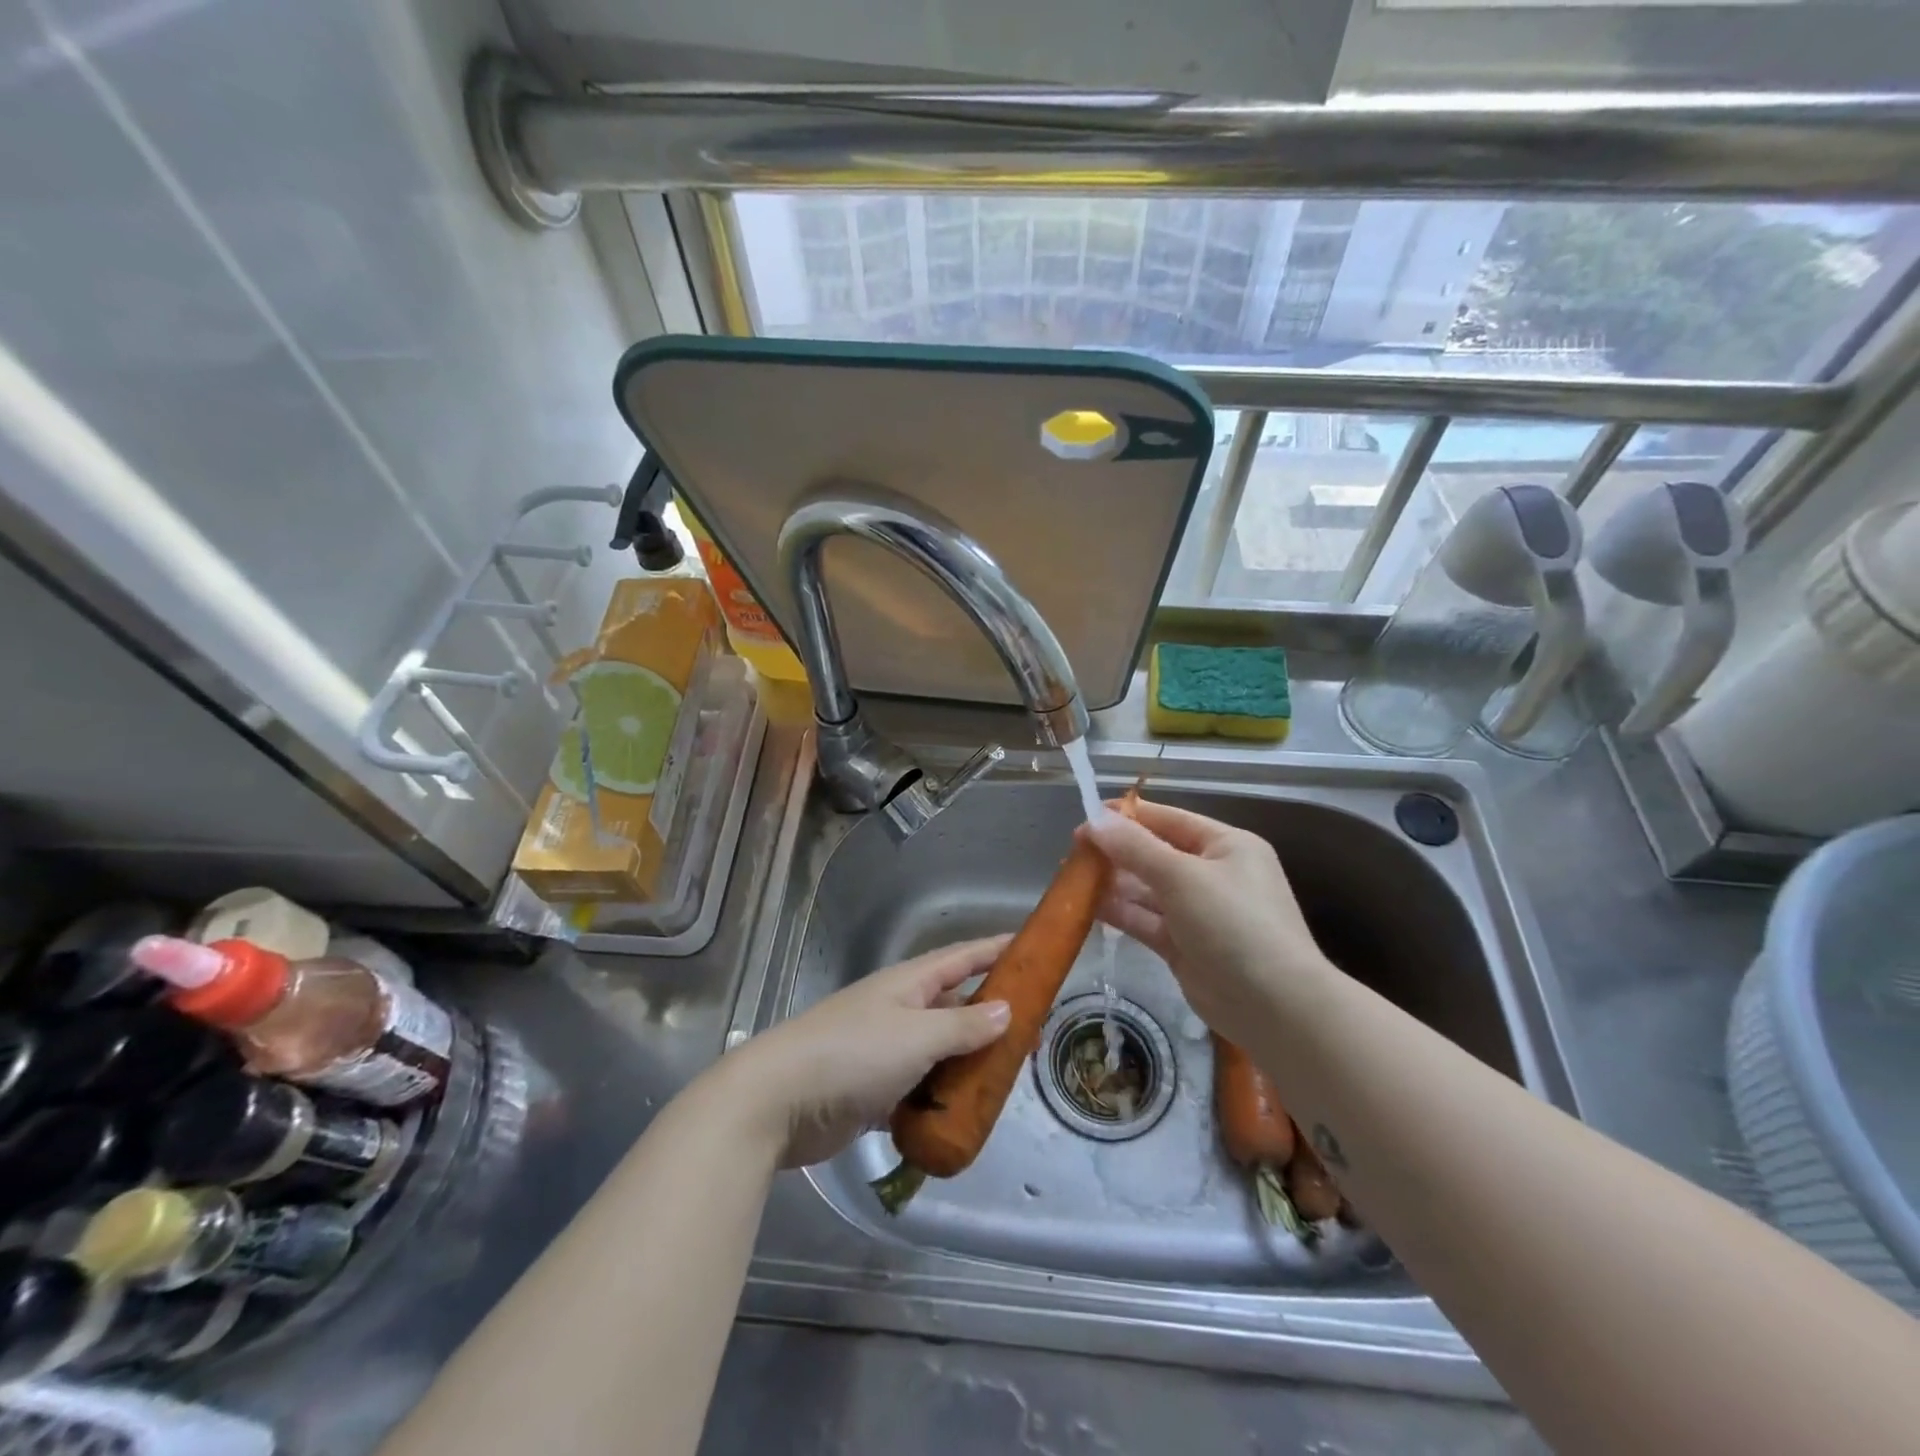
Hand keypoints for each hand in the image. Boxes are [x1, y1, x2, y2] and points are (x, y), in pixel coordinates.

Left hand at [711, 936, 1012, 1168]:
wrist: (776, 1101)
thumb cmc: (852, 1054)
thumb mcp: (916, 1036)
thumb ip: (962, 1025)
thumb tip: (1005, 1010)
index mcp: (908, 984)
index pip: (962, 957)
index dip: (996, 950)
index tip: (1031, 948)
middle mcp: (898, 1010)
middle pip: (954, 1004)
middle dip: (991, 1014)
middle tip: (1033, 1030)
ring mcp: (883, 1050)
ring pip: (938, 1050)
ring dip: (968, 1062)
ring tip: (1007, 1076)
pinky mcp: (871, 1091)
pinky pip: (918, 1089)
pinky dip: (940, 1099)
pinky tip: (963, 1115)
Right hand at [1080, 798, 1335, 1036]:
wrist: (1274, 1006)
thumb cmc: (1234, 923)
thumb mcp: (1182, 876)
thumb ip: (1135, 848)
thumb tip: (1094, 820)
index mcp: (1225, 846)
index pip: (1169, 820)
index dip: (1128, 816)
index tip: (1087, 815)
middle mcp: (1213, 874)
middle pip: (1155, 854)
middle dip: (1117, 851)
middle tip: (1074, 850)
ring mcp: (1198, 912)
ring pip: (1147, 890)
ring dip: (1114, 883)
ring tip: (1073, 876)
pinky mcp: (1184, 946)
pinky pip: (1146, 920)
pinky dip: (1120, 913)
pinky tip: (1088, 906)